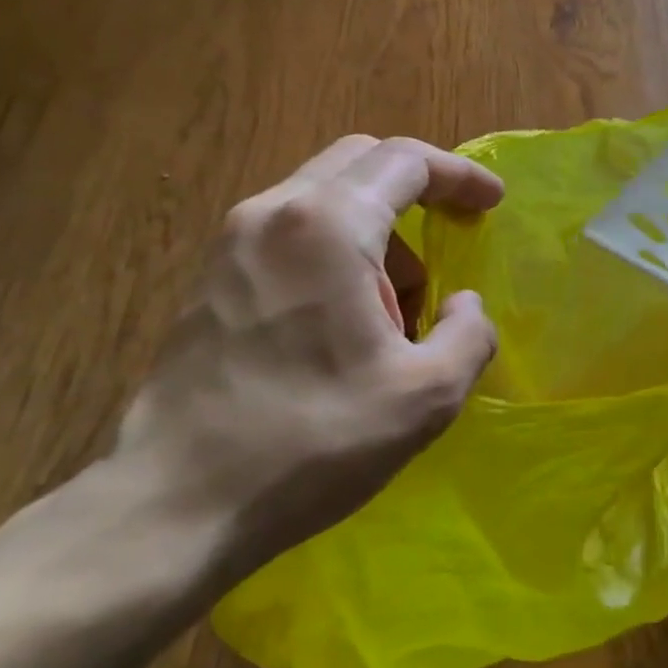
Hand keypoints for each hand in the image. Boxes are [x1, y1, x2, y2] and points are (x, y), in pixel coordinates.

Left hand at [111, 136, 503, 580]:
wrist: (174, 506)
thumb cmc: (314, 440)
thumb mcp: (429, 393)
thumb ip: (470, 333)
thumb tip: (463, 305)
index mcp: (326, 226)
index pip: (405, 160)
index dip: (460, 175)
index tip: (493, 203)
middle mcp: (271, 215)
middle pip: (359, 163)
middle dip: (418, 190)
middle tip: (455, 231)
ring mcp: (230, 246)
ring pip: (324, 200)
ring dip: (379, 232)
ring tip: (403, 308)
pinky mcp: (209, 282)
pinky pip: (292, 235)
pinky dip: (339, 254)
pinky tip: (350, 323)